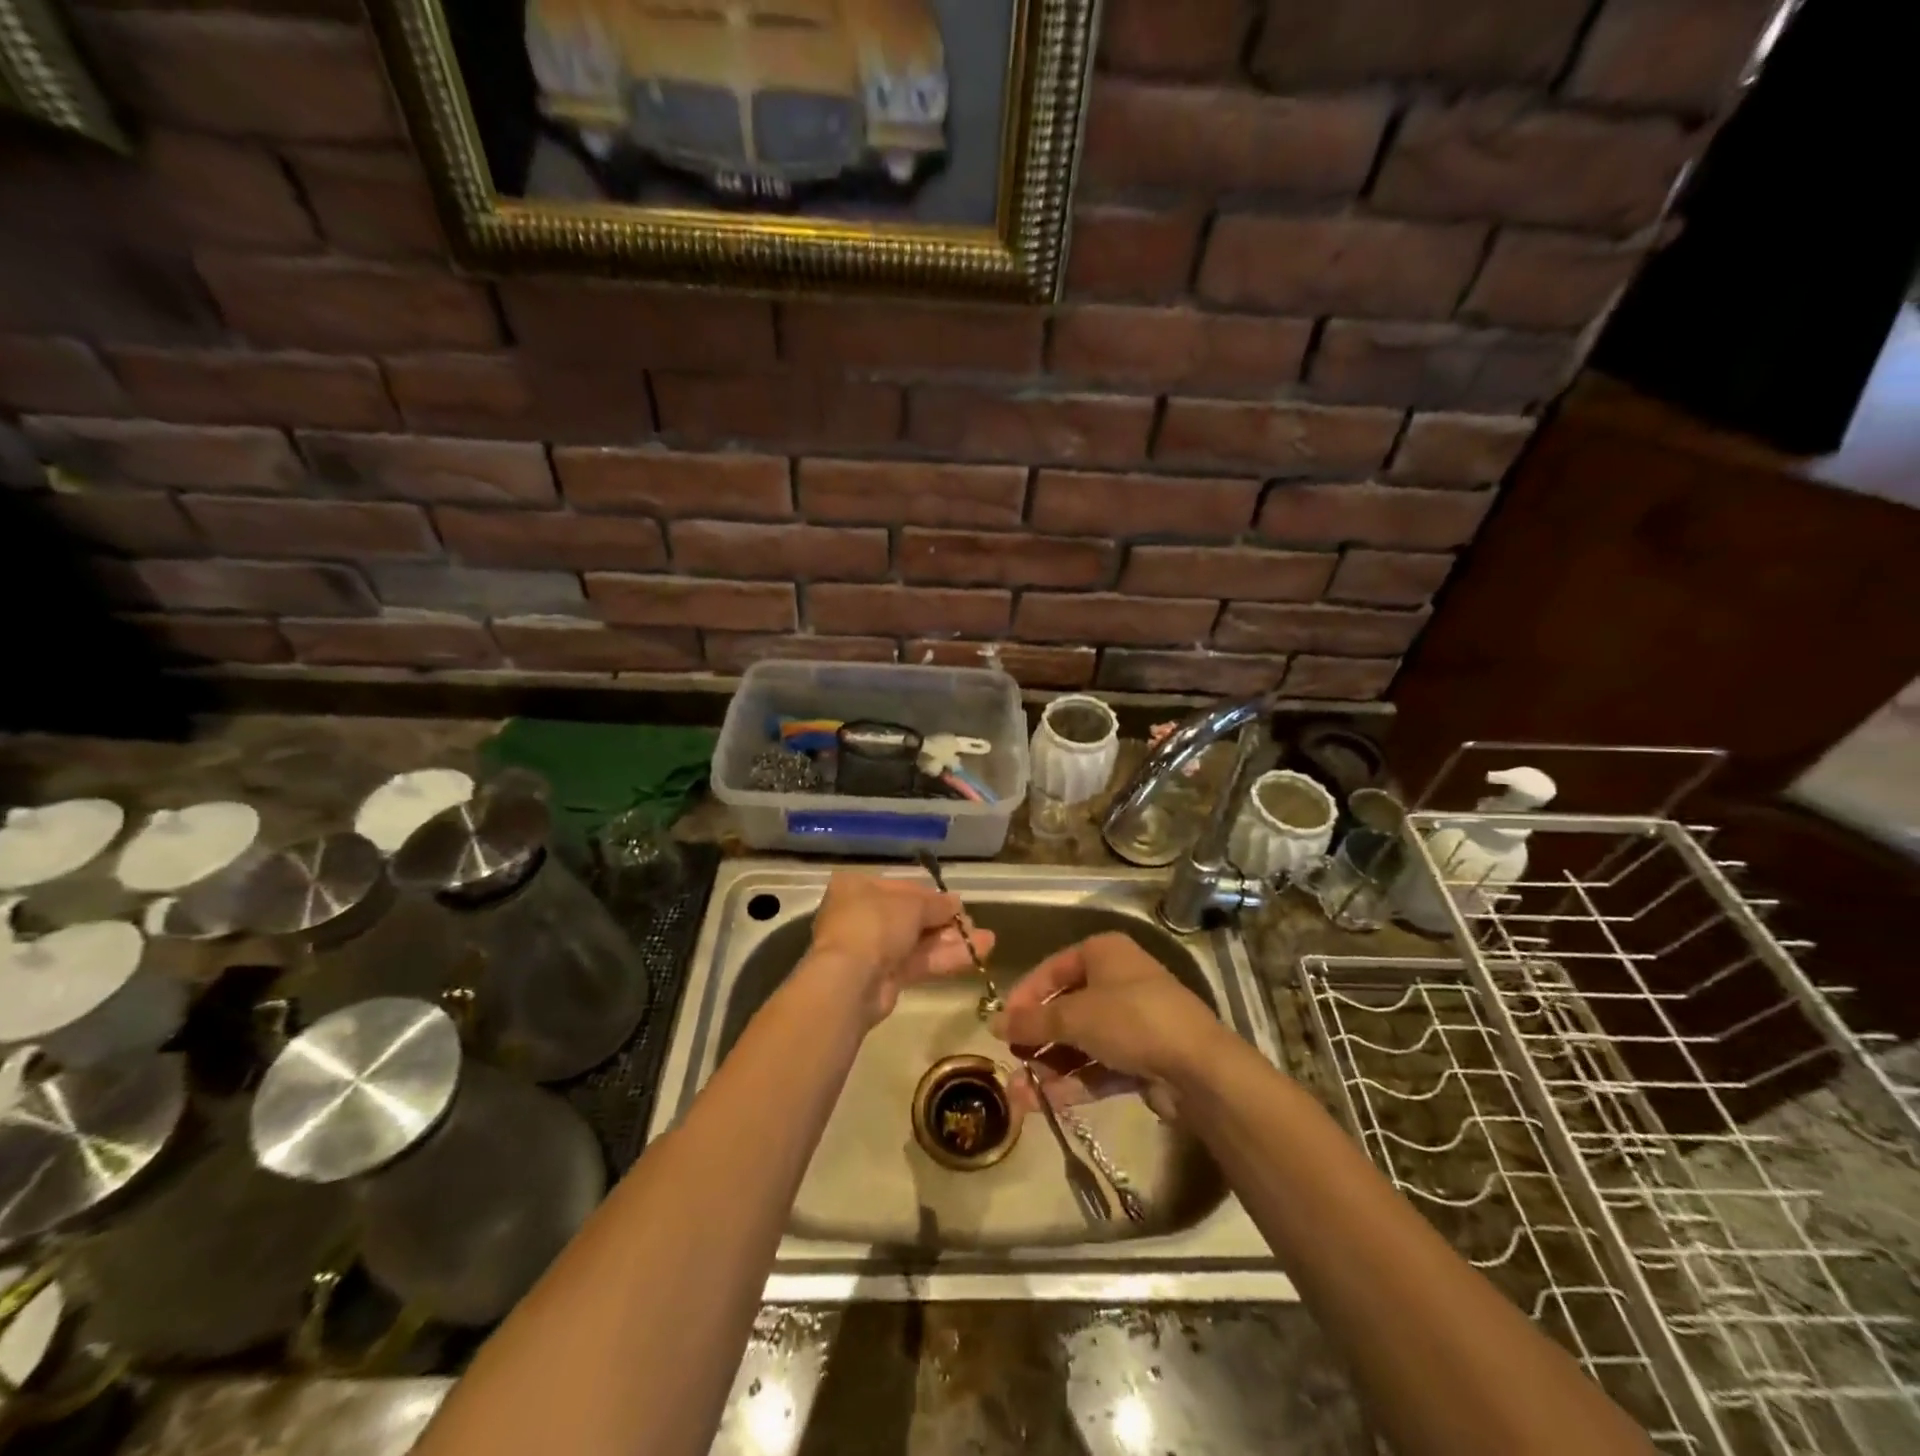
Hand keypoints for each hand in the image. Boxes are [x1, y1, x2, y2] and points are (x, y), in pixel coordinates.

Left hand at [804, 871, 995, 1026]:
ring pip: (917, 941)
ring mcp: (871, 948)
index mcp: (857, 888)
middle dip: (945, 921)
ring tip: (987, 941)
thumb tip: (955, 904)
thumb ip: (936, 904)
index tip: (957, 903)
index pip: (901, 888)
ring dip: (951, 941)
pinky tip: (977, 955)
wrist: (850, 980)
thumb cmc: (875, 925)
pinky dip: (944, 958)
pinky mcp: (882, 977)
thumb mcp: (911, 905)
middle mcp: (861, 915)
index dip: (931, 896)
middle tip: (973, 924)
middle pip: (910, 916)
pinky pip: (917, 962)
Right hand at [989, 932, 1223, 1118]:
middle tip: (1011, 1060)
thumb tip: (993, 1023)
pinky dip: (1074, 1081)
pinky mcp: (1142, 1057)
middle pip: (1067, 1007)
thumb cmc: (1131, 1020)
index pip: (1053, 969)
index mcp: (1104, 953)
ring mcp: (1132, 1021)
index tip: (1001, 1024)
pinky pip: (1099, 1065)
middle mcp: (1118, 981)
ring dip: (1050, 1066)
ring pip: (1081, 1041)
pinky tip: (1046, 1102)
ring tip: (1020, 1093)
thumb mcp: (1075, 1016)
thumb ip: (1032, 1021)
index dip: (1025, 996)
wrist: (1198, 1068)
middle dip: (1037, 1038)